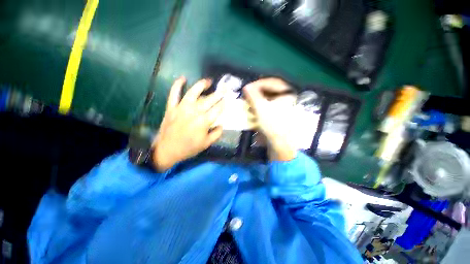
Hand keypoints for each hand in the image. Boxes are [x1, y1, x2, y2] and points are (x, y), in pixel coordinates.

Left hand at [152, 77, 223, 170]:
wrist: (167, 150)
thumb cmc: (187, 148)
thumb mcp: (205, 145)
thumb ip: (216, 134)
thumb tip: (221, 124)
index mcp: (203, 122)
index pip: (218, 109)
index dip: (224, 103)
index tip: (228, 99)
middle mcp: (194, 112)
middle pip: (209, 99)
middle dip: (219, 93)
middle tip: (225, 88)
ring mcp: (181, 108)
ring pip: (193, 92)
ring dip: (202, 85)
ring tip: (208, 81)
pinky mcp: (171, 107)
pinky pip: (174, 93)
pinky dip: (177, 85)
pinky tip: (182, 78)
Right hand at [243, 78, 296, 160]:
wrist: (282, 145)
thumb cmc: (273, 124)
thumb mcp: (260, 107)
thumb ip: (252, 95)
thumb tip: (246, 87)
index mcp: (288, 93)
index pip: (272, 82)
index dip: (258, 83)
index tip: (247, 88)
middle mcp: (289, 98)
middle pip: (272, 90)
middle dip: (258, 91)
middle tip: (248, 94)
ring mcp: (287, 108)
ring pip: (271, 98)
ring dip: (259, 99)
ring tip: (249, 103)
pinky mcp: (283, 116)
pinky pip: (272, 107)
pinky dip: (262, 107)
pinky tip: (255, 112)